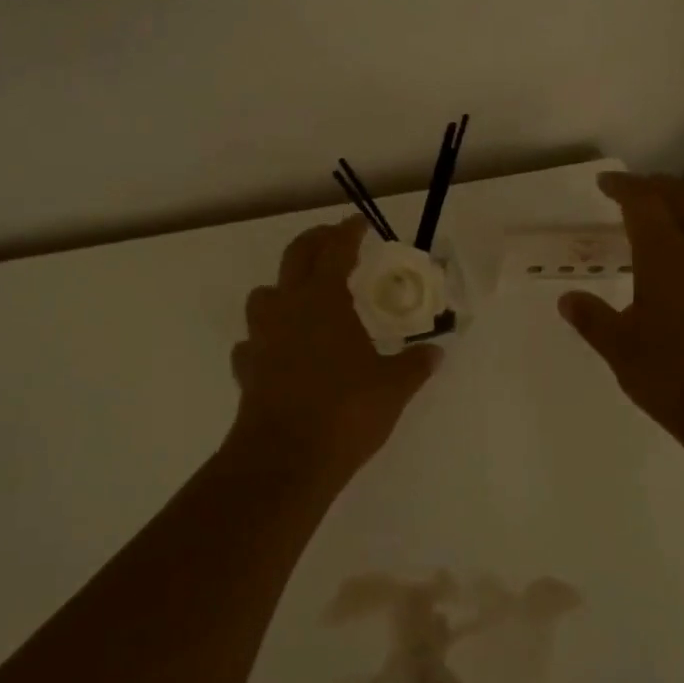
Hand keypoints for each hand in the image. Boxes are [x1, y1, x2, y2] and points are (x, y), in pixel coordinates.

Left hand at [228, 216, 441, 481]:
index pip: (335, 250)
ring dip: (283, 288)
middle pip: (295, 257)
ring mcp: (261, 338)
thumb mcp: (393, 387)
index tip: (360, 223)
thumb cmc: (345, 412)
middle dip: (315, 242)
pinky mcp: (247, 370)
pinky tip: (282, 352)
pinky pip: (253, 342)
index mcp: (323, 300)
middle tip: (334, 241)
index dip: (348, 232)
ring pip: (264, 296)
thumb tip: (436, 351)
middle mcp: (287, 309)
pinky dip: (267, 339)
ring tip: (305, 300)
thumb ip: (416, 364)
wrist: (286, 459)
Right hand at [559, 172, 683, 449]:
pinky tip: (681, 285)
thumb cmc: (673, 374)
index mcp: (666, 256)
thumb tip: (568, 299)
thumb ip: (592, 319)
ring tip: (654, 239)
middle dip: (658, 186)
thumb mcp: (620, 349)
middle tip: (635, 187)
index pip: (644, 202)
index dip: (624, 186)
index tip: (606, 182)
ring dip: (679, 221)